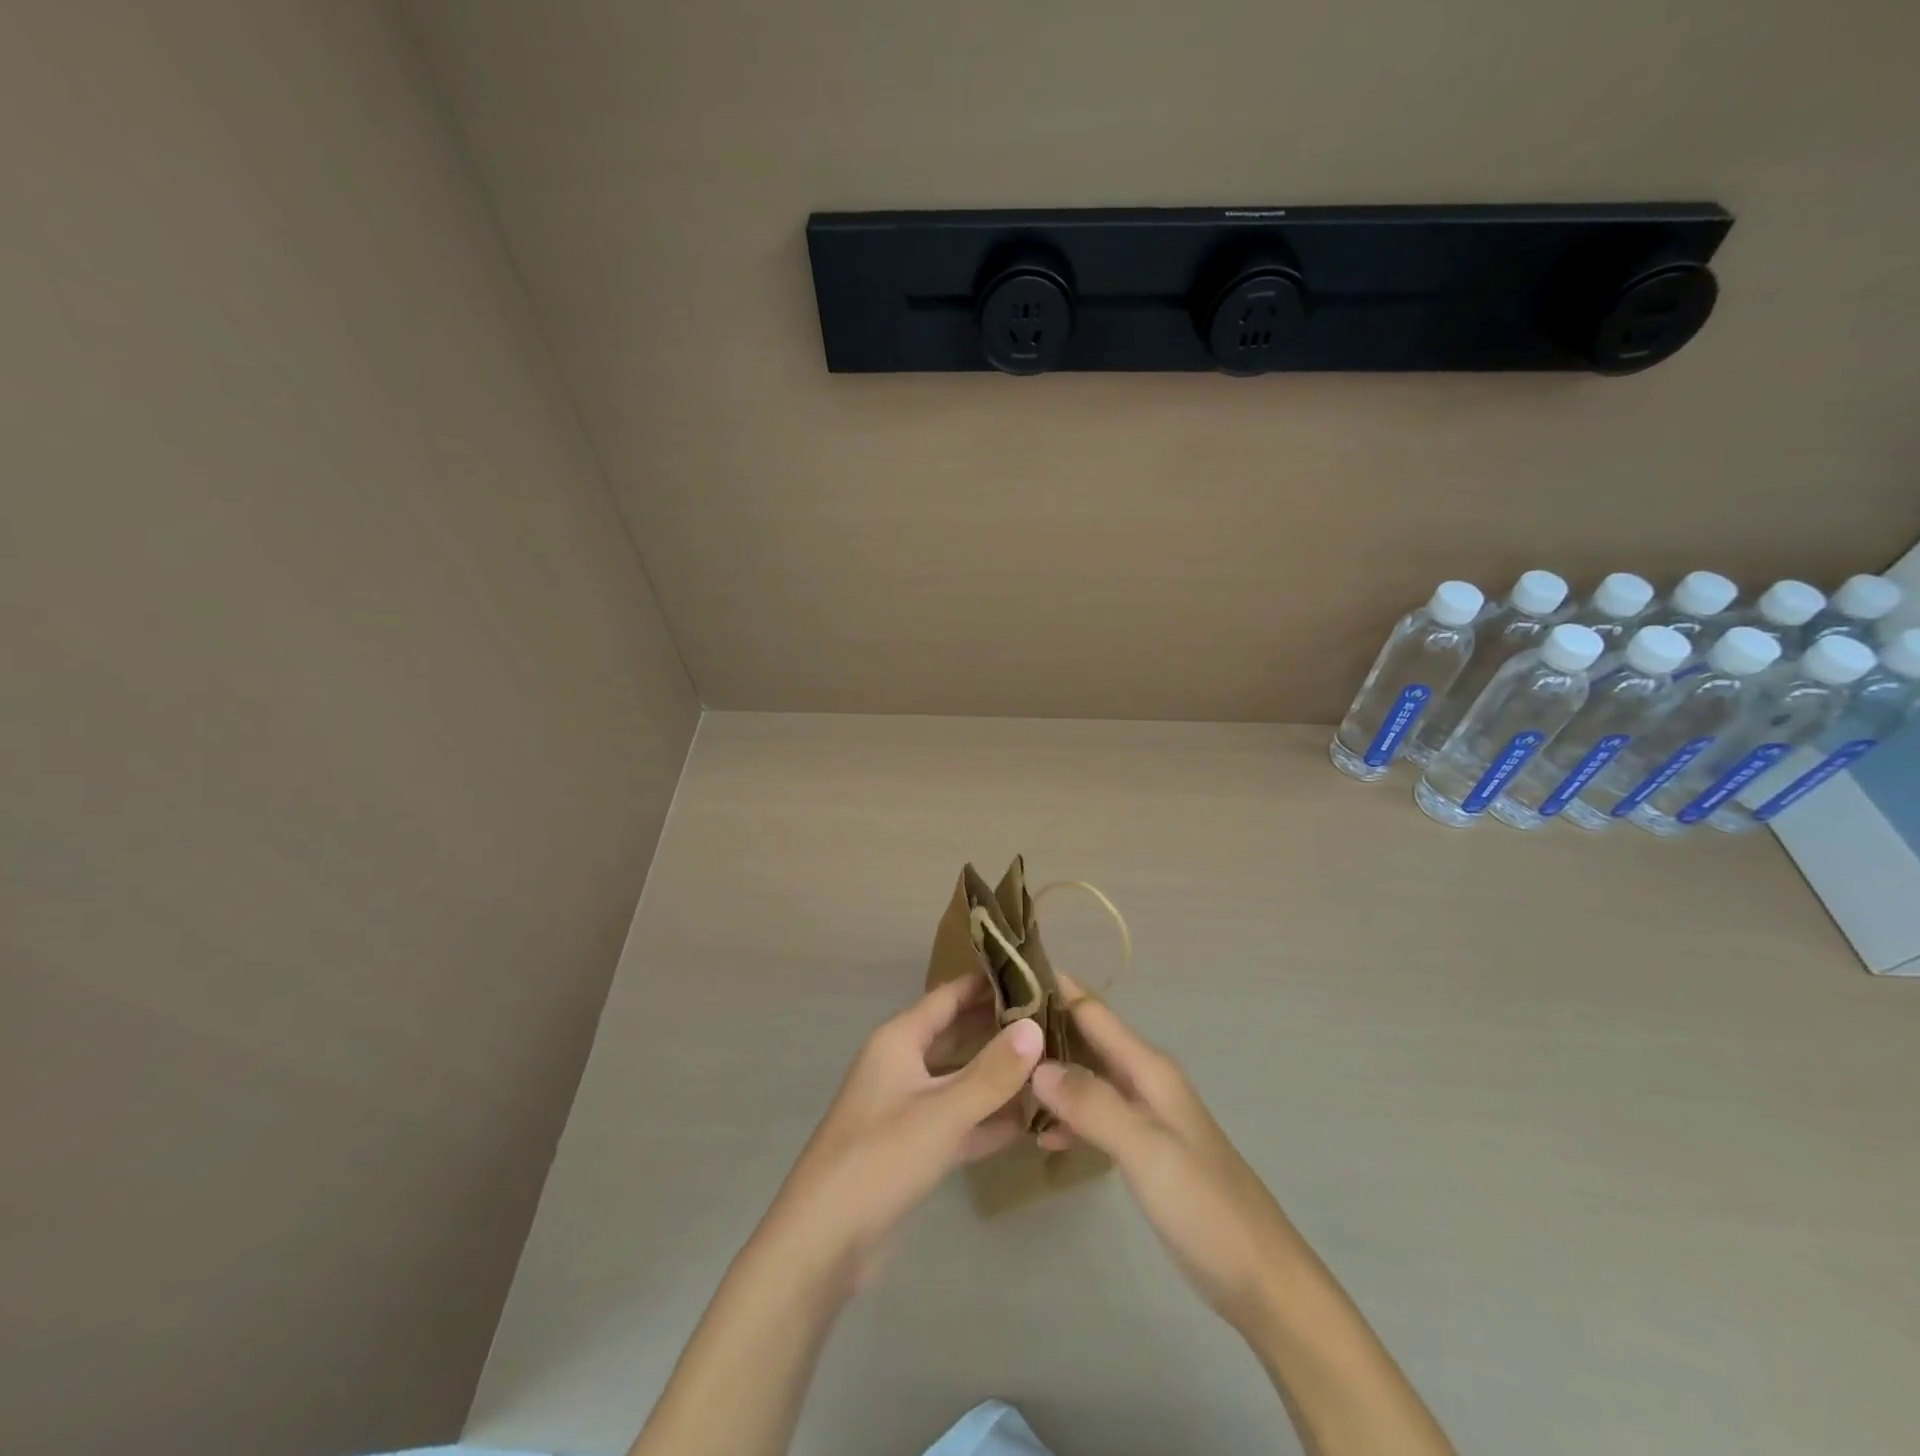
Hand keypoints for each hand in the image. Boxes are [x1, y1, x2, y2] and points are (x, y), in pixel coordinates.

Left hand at [759, 975, 1044, 1288]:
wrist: (823, 1241)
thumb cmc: (879, 1158)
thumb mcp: (942, 1112)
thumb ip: (992, 1072)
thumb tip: (1036, 1028)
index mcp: (899, 1040)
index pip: (949, 996)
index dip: (988, 984)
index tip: (1035, 975)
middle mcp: (902, 1064)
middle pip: (956, 1034)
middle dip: (998, 1028)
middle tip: (1053, 1021)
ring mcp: (906, 1106)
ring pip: (959, 1079)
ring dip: (997, 1075)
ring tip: (1048, 1066)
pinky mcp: (912, 1147)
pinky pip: (957, 1120)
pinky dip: (986, 1119)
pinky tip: (1026, 1122)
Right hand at [1032, 975, 1299, 1331]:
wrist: (1262, 1279)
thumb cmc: (1205, 1206)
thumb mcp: (1146, 1150)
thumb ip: (1093, 1104)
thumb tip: (1035, 1063)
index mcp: (1148, 1068)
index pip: (1093, 1010)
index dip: (1054, 987)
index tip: (1006, 974)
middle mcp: (1145, 1080)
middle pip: (1088, 1038)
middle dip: (1043, 1027)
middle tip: (987, 1025)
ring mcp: (1145, 1116)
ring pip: (1088, 1077)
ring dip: (1051, 1073)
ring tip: (1001, 1073)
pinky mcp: (1143, 1149)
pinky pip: (1095, 1116)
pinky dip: (1067, 1117)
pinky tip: (1039, 1133)